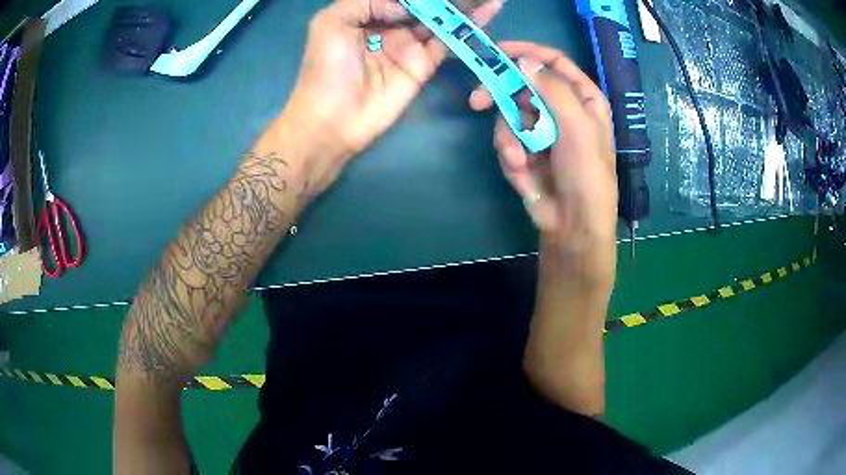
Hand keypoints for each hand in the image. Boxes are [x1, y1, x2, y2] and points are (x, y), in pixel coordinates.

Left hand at [278, 0, 502, 191]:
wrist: (333, 118)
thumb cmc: (325, 68)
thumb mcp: (332, 23)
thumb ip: (366, 2)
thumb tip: (405, 5)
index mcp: (367, 13)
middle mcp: (390, 26)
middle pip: (425, 6)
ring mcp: (409, 45)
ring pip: (441, 20)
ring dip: (465, 7)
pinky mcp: (423, 65)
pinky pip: (448, 42)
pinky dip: (467, 29)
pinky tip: (485, 14)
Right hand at [469, 42, 616, 284]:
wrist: (573, 224)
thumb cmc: (586, 173)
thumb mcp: (577, 127)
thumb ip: (551, 90)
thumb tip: (524, 61)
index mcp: (582, 98)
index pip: (553, 62)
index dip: (527, 53)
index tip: (498, 51)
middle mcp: (561, 109)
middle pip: (523, 85)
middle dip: (501, 96)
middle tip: (477, 101)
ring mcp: (542, 130)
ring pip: (509, 114)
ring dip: (508, 138)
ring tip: (519, 161)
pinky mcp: (525, 150)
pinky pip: (507, 140)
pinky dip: (510, 156)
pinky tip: (522, 173)